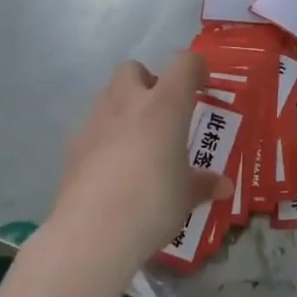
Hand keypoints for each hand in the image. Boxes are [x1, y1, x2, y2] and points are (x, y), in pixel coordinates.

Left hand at [51, 52, 230, 267]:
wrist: (92, 232)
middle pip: (133, 69)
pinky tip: (110, 166)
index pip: (183, 64)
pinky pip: (90, 127)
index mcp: (165, 105)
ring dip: (122, 105)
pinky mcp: (72, 145)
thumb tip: (224, 187)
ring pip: (107, 93)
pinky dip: (102, 136)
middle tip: (162, 112)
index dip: (195, 68)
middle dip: (147, 81)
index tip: (202, 87)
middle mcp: (129, 103)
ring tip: (135, 139)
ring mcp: (96, 121)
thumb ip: (203, 184)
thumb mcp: (186, 196)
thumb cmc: (153, 204)